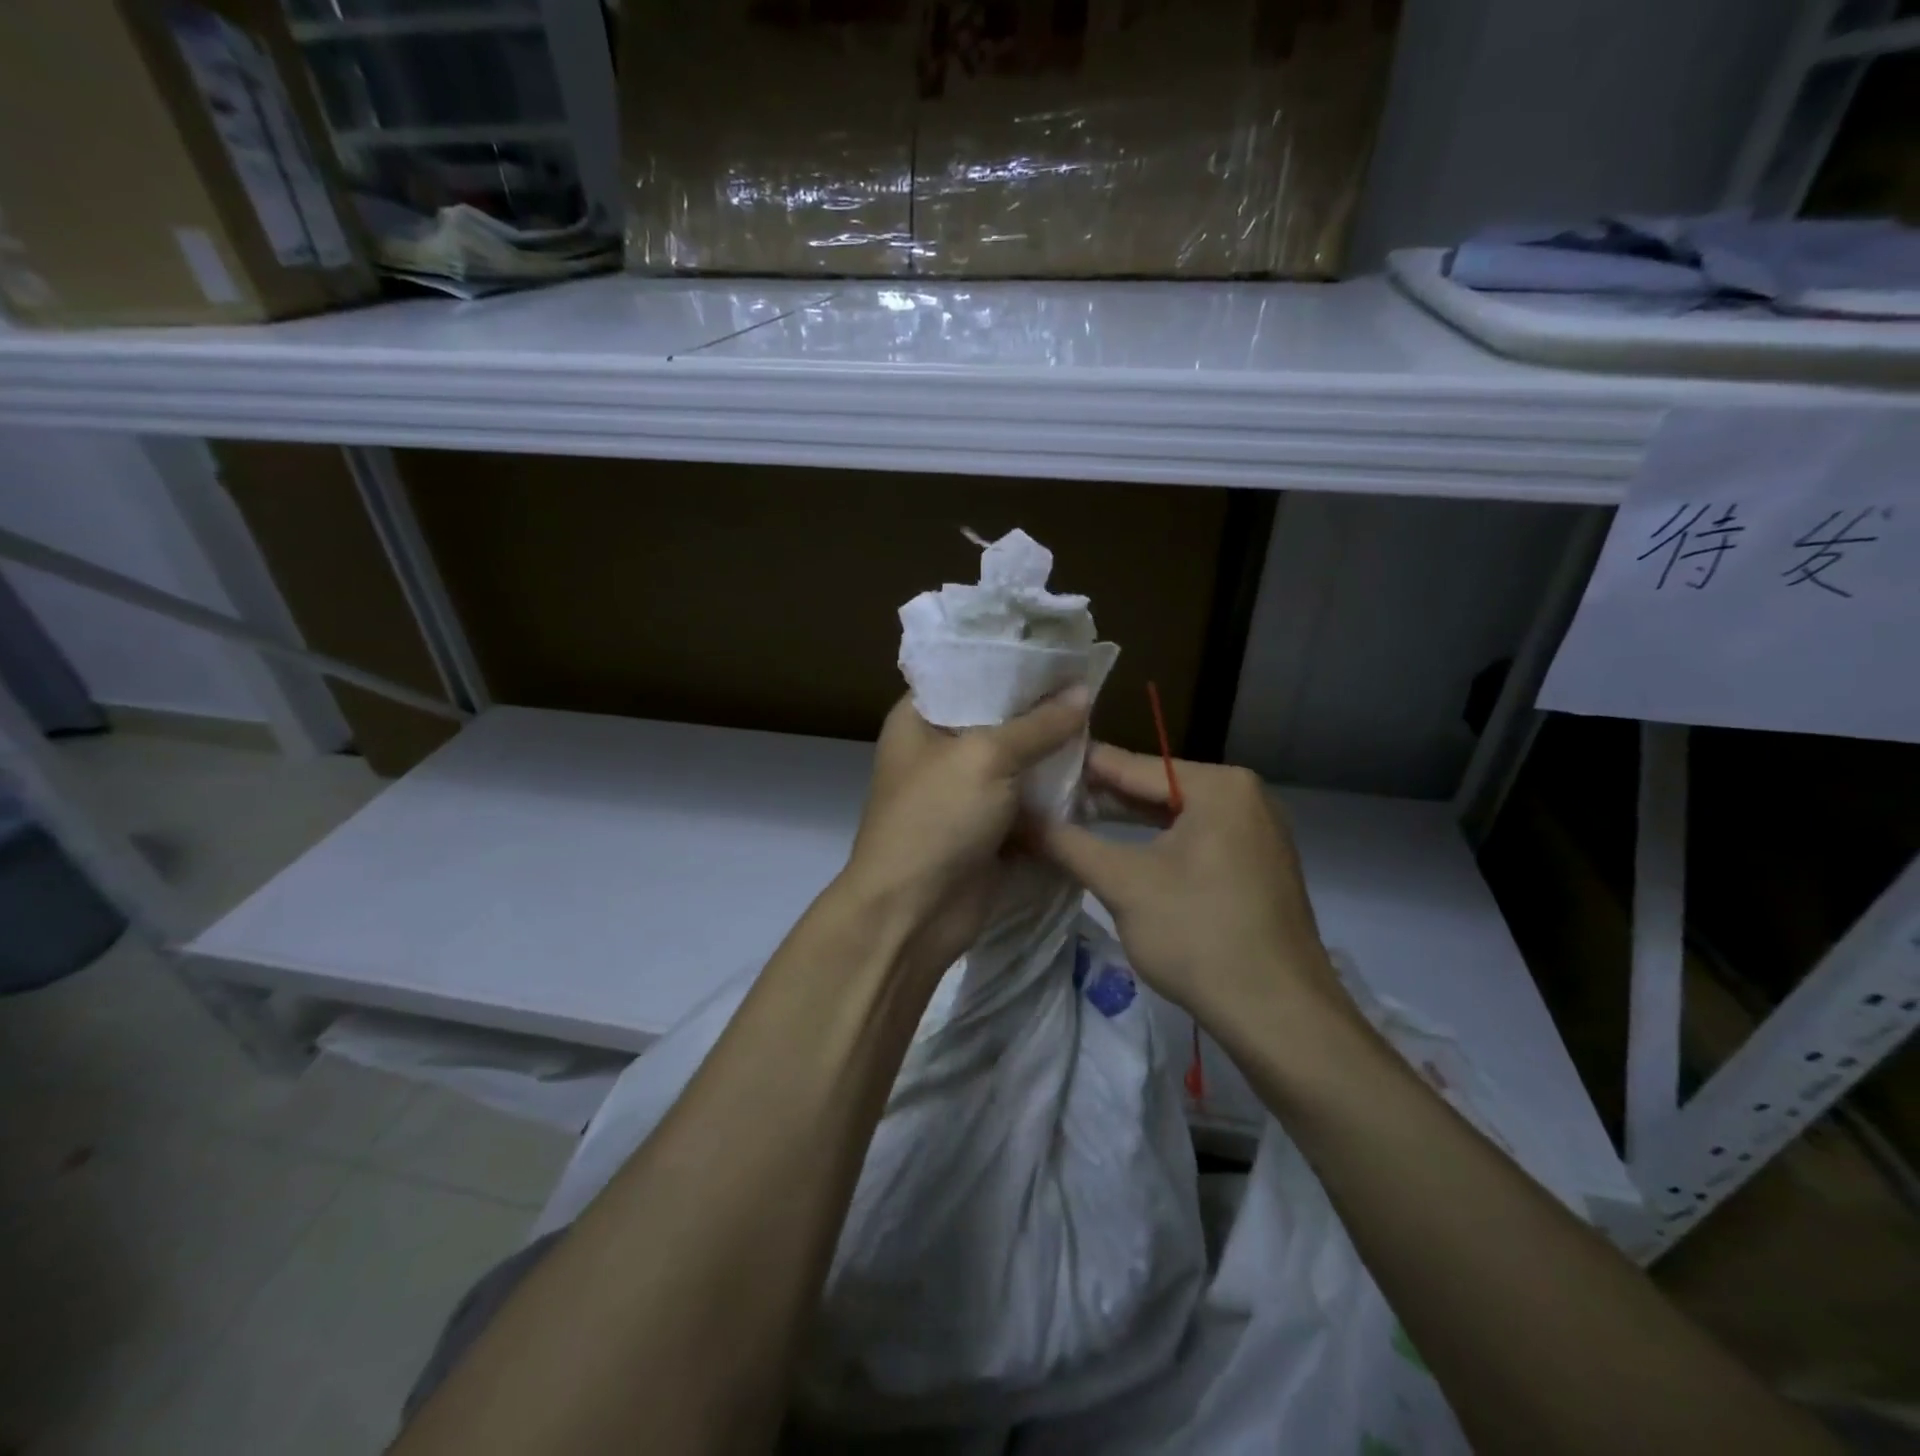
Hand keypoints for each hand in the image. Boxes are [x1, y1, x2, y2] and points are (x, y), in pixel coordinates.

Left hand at [839, 689, 1090, 978]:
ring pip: (1018, 761)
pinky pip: (1027, 800)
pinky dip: (1055, 793)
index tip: (1060, 649)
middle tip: (1093, 688)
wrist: (913, 914)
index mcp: (920, 718)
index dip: (1011, 660)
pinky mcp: (988, 827)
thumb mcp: (986, 758)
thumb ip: (1037, 724)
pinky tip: (1096, 774)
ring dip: (1054, 753)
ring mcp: (965, 791)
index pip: (967, 672)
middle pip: (998, 717)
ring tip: (1104, 727)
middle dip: (1042, 709)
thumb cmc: (936, 818)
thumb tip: (1083, 690)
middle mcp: (940, 749)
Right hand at [1034, 745, 1349, 1038]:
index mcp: (1220, 785)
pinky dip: (1158, 844)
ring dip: (1126, 822)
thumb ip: (1066, 843)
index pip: (1132, 765)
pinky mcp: (1258, 865)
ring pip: (1176, 816)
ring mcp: (1257, 831)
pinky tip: (1121, 851)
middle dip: (1100, 797)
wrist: (1280, 1017)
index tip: (1033, 765)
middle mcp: (1246, 795)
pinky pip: (1197, 839)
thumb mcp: (1123, 884)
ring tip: (1070, 821)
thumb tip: (1017, 818)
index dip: (1078, 768)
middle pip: (1156, 787)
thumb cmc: (1199, 935)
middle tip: (1043, 798)